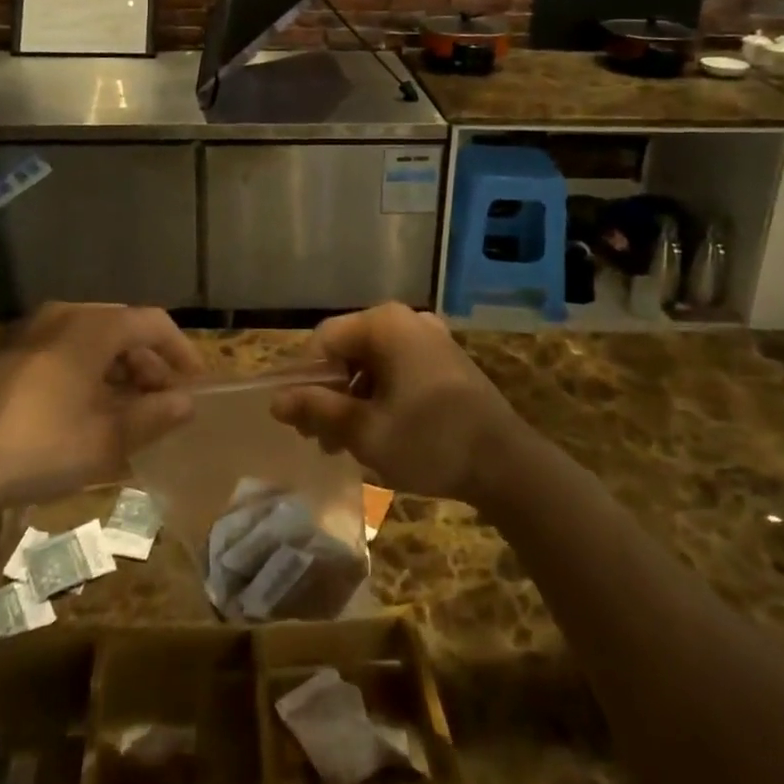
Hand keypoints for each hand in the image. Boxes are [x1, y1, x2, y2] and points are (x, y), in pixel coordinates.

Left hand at [0, 305, 202, 532]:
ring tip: (124, 407)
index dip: (179, 349)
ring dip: (114, 367)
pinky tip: (79, 408)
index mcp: (92, 327)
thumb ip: (153, 416)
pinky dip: (82, 369)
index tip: (194, 380)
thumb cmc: (36, 448)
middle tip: (161, 399)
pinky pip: (58, 349)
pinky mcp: (2, 352)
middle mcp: (62, 316)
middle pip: (120, 327)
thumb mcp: (105, 440)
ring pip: (87, 338)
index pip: (152, 323)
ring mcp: (27, 330)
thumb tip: (186, 402)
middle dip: (147, 362)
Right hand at [270, 303, 523, 505]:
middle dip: (330, 393)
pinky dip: (381, 395)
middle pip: (349, 349)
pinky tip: (381, 432)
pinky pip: (398, 368)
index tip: (300, 419)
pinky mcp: (445, 360)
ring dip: (354, 398)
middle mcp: (406, 319)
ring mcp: (430, 338)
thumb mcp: (365, 432)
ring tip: (348, 444)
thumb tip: (276, 401)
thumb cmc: (430, 442)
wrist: (508, 464)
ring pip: (372, 362)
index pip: (324, 340)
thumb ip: (317, 410)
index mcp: (384, 324)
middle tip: (323, 440)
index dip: (304, 378)